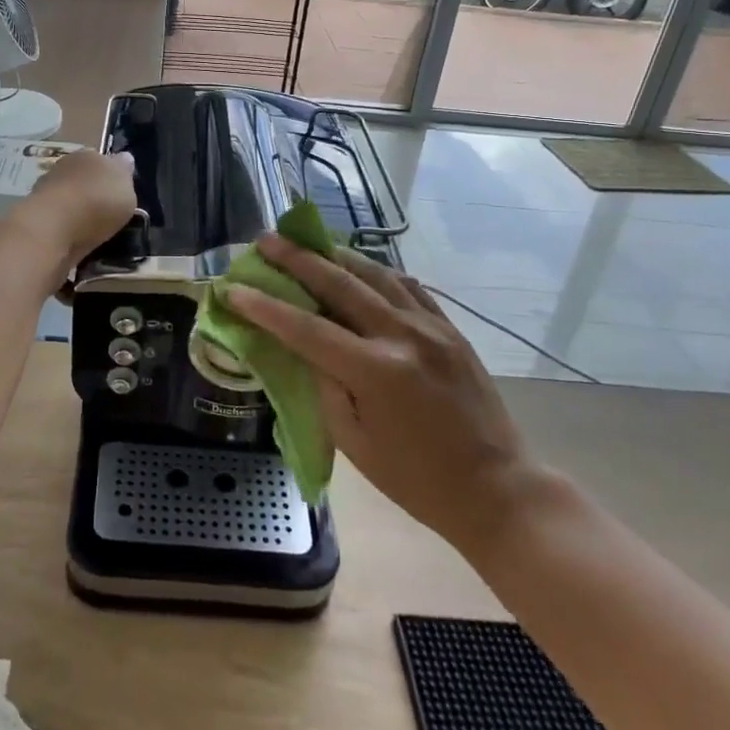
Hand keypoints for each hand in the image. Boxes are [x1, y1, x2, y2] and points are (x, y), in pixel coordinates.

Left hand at [19, 149, 137, 265]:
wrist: (53, 229)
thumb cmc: (97, 201)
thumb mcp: (125, 184)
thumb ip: (124, 173)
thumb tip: (124, 158)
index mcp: (88, 154)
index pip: (102, 159)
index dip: (112, 173)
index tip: (120, 189)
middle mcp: (64, 167)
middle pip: (83, 177)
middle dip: (93, 190)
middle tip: (108, 210)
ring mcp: (47, 192)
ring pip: (69, 198)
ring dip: (78, 209)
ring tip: (94, 228)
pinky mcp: (37, 218)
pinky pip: (60, 219)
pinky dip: (67, 226)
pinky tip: (77, 238)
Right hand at [225, 235, 539, 555]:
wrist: (497, 489)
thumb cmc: (417, 480)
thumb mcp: (355, 443)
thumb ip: (323, 386)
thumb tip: (302, 346)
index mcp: (375, 371)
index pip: (306, 328)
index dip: (265, 306)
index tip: (233, 288)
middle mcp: (402, 335)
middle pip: (339, 284)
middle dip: (296, 259)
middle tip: (265, 240)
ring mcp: (431, 325)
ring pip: (374, 273)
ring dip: (335, 254)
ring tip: (305, 240)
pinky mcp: (449, 327)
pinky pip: (406, 284)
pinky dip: (376, 269)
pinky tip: (358, 264)